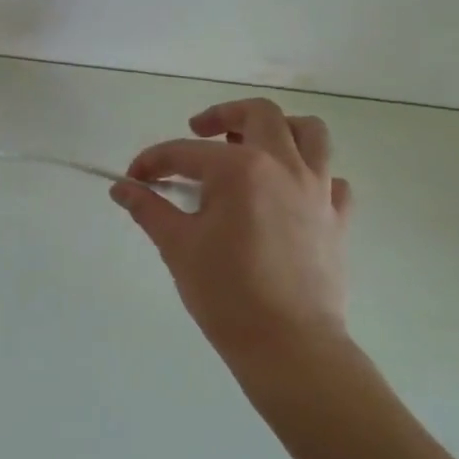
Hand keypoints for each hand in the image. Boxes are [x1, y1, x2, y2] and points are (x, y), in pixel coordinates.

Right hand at [113, 99, 356, 387]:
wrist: (288, 345)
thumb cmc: (226, 293)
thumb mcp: (177, 246)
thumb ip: (149, 209)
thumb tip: (121, 189)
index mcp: (240, 168)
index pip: (185, 152)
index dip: (153, 162)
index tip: (133, 179)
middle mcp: (284, 165)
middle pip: (259, 113)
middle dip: (222, 114)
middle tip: (199, 131)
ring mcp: (318, 189)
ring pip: (309, 132)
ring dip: (278, 128)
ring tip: (252, 146)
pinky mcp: (337, 217)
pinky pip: (331, 178)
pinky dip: (310, 174)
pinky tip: (287, 193)